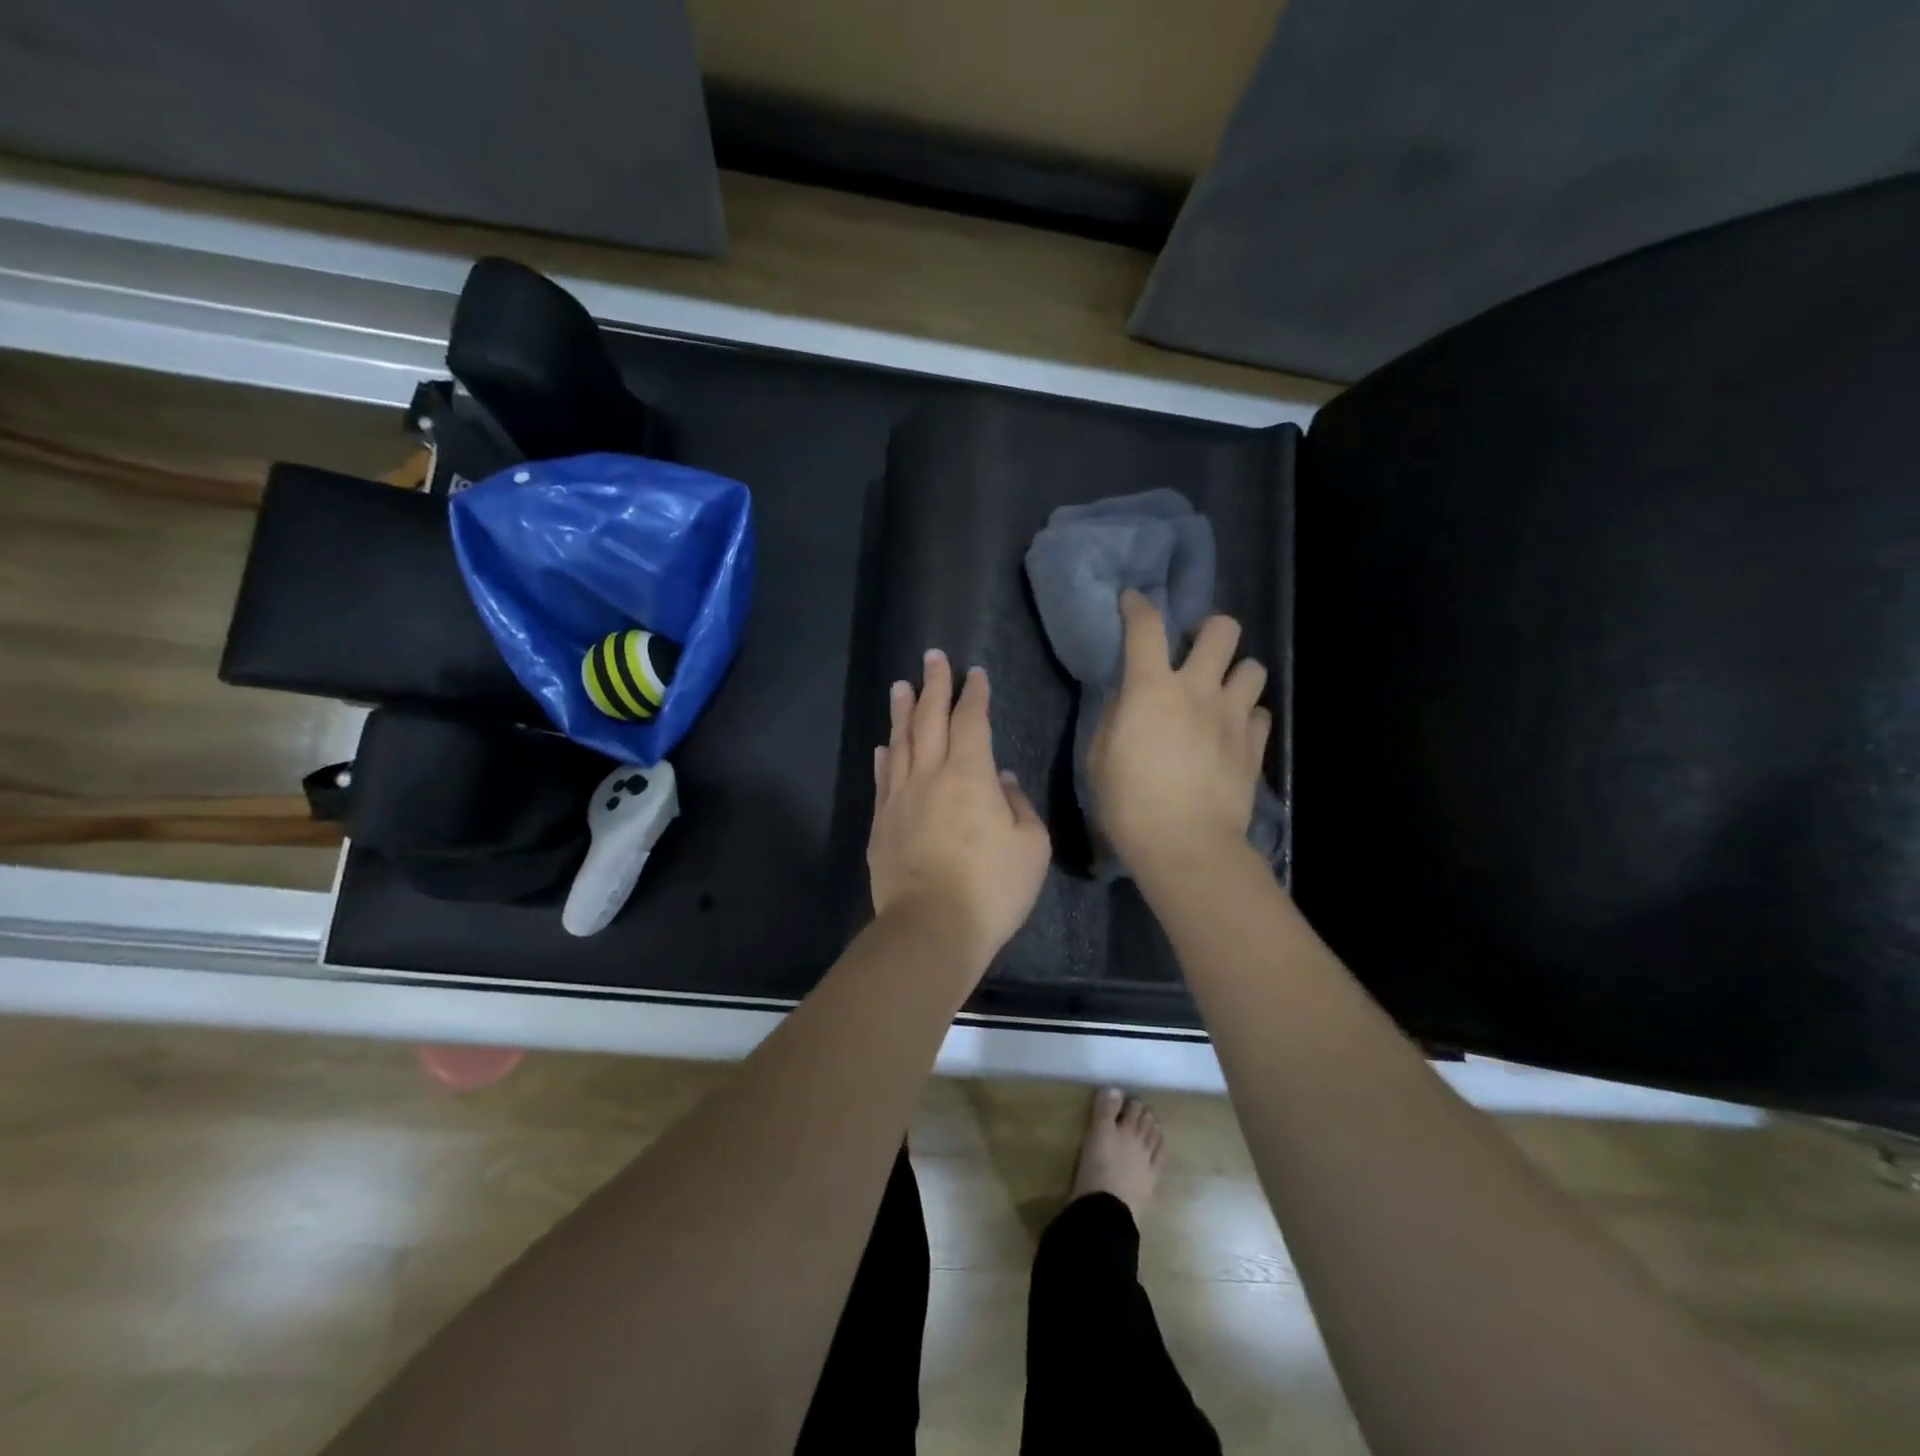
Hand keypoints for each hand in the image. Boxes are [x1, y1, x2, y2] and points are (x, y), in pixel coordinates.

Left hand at [868, 650, 1050, 967]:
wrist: (931, 928)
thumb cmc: (991, 888)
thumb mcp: (1030, 847)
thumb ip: (1019, 807)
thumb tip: (1004, 781)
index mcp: (970, 776)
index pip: (971, 721)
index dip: (974, 694)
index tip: (975, 673)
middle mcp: (930, 776)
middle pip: (930, 719)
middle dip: (934, 685)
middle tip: (932, 657)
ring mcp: (900, 799)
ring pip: (900, 743)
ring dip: (902, 712)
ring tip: (901, 687)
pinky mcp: (881, 824)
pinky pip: (883, 780)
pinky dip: (884, 757)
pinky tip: (884, 746)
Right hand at [1088, 591, 1270, 875]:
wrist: (1186, 844)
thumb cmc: (1129, 803)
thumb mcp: (1099, 758)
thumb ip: (1114, 719)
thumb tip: (1128, 702)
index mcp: (1151, 689)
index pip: (1145, 627)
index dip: (1138, 606)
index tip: (1133, 601)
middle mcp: (1198, 689)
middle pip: (1222, 629)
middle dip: (1209, 630)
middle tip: (1196, 651)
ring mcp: (1232, 716)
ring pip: (1253, 668)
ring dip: (1235, 674)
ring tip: (1221, 694)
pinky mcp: (1254, 745)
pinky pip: (1260, 713)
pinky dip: (1247, 715)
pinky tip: (1233, 732)